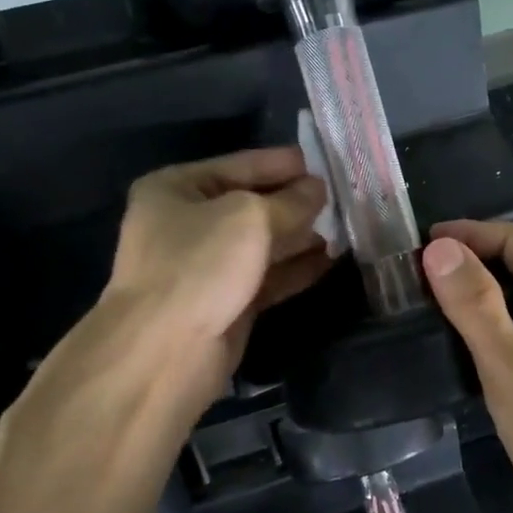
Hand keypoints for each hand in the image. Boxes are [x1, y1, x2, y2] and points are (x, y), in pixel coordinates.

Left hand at [103, 147, 330, 395]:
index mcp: (176, 189)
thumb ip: (290, 201)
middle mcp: (187, 223)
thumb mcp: (250, 217)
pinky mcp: (225, 302)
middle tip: (342, 197)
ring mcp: (206, 266)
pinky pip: (267, 277)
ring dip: (300, 236)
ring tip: (345, 228)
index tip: (321, 162)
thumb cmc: (200, 264)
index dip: (280, 163)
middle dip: (295, 202)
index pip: (238, 165)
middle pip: (251, 205)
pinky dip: (296, 269)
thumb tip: (318, 189)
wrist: (167, 350)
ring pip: (261, 244)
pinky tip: (331, 260)